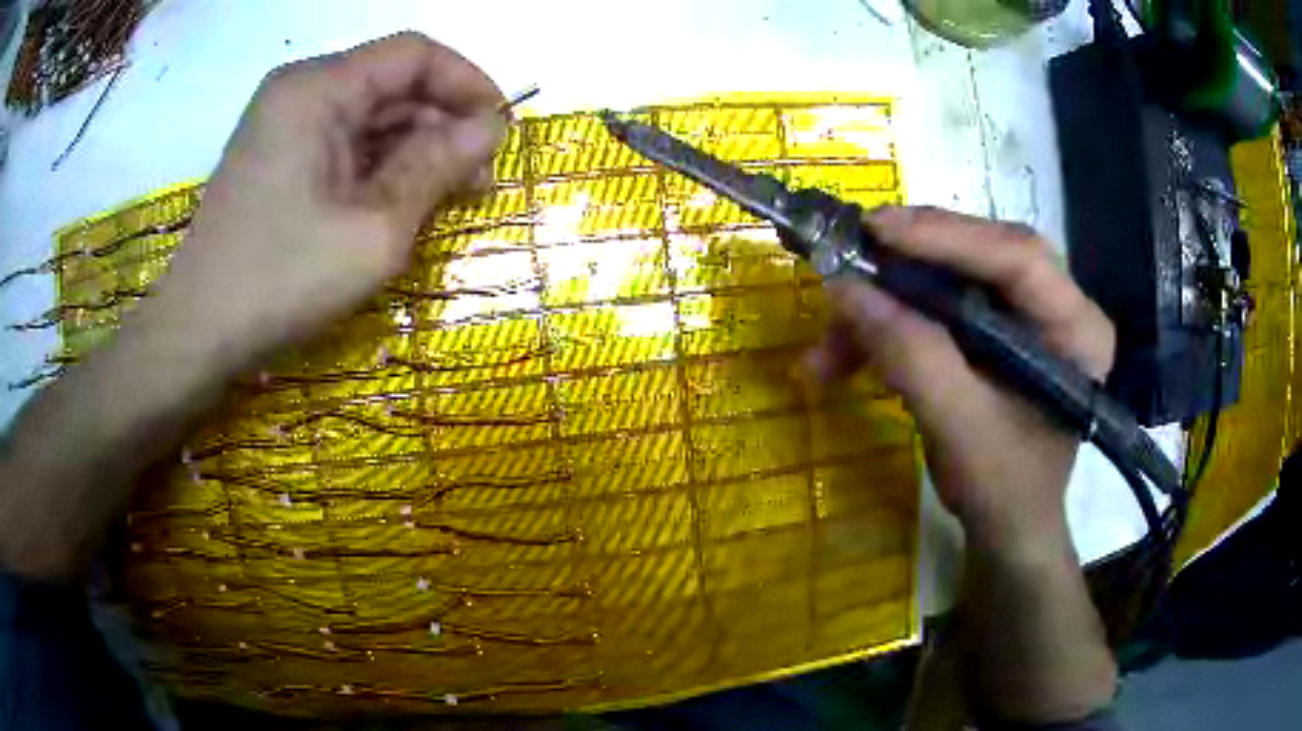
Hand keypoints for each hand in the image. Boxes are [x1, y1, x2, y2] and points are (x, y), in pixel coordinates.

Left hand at [142, 33, 505, 366]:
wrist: (196, 335)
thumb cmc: (281, 281)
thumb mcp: (375, 228)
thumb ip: (438, 165)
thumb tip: (492, 126)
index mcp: (319, 87)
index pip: (413, 54)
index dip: (467, 83)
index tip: (500, 132)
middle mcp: (299, 91)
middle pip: (390, 84)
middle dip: (442, 124)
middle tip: (477, 182)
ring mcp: (282, 125)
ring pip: (367, 116)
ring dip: (412, 150)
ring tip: (443, 201)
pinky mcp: (274, 158)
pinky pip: (340, 144)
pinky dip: (375, 168)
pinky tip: (396, 205)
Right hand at [803, 207, 1114, 554]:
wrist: (1007, 526)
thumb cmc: (1002, 489)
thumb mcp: (959, 430)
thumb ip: (911, 356)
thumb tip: (843, 287)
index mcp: (1077, 329)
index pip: (1020, 258)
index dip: (948, 237)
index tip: (876, 231)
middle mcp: (1057, 305)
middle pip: (982, 254)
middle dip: (912, 260)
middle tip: (852, 258)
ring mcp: (1024, 313)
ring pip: (950, 277)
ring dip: (886, 305)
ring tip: (829, 347)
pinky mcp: (993, 326)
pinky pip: (937, 304)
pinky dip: (889, 326)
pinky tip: (849, 354)